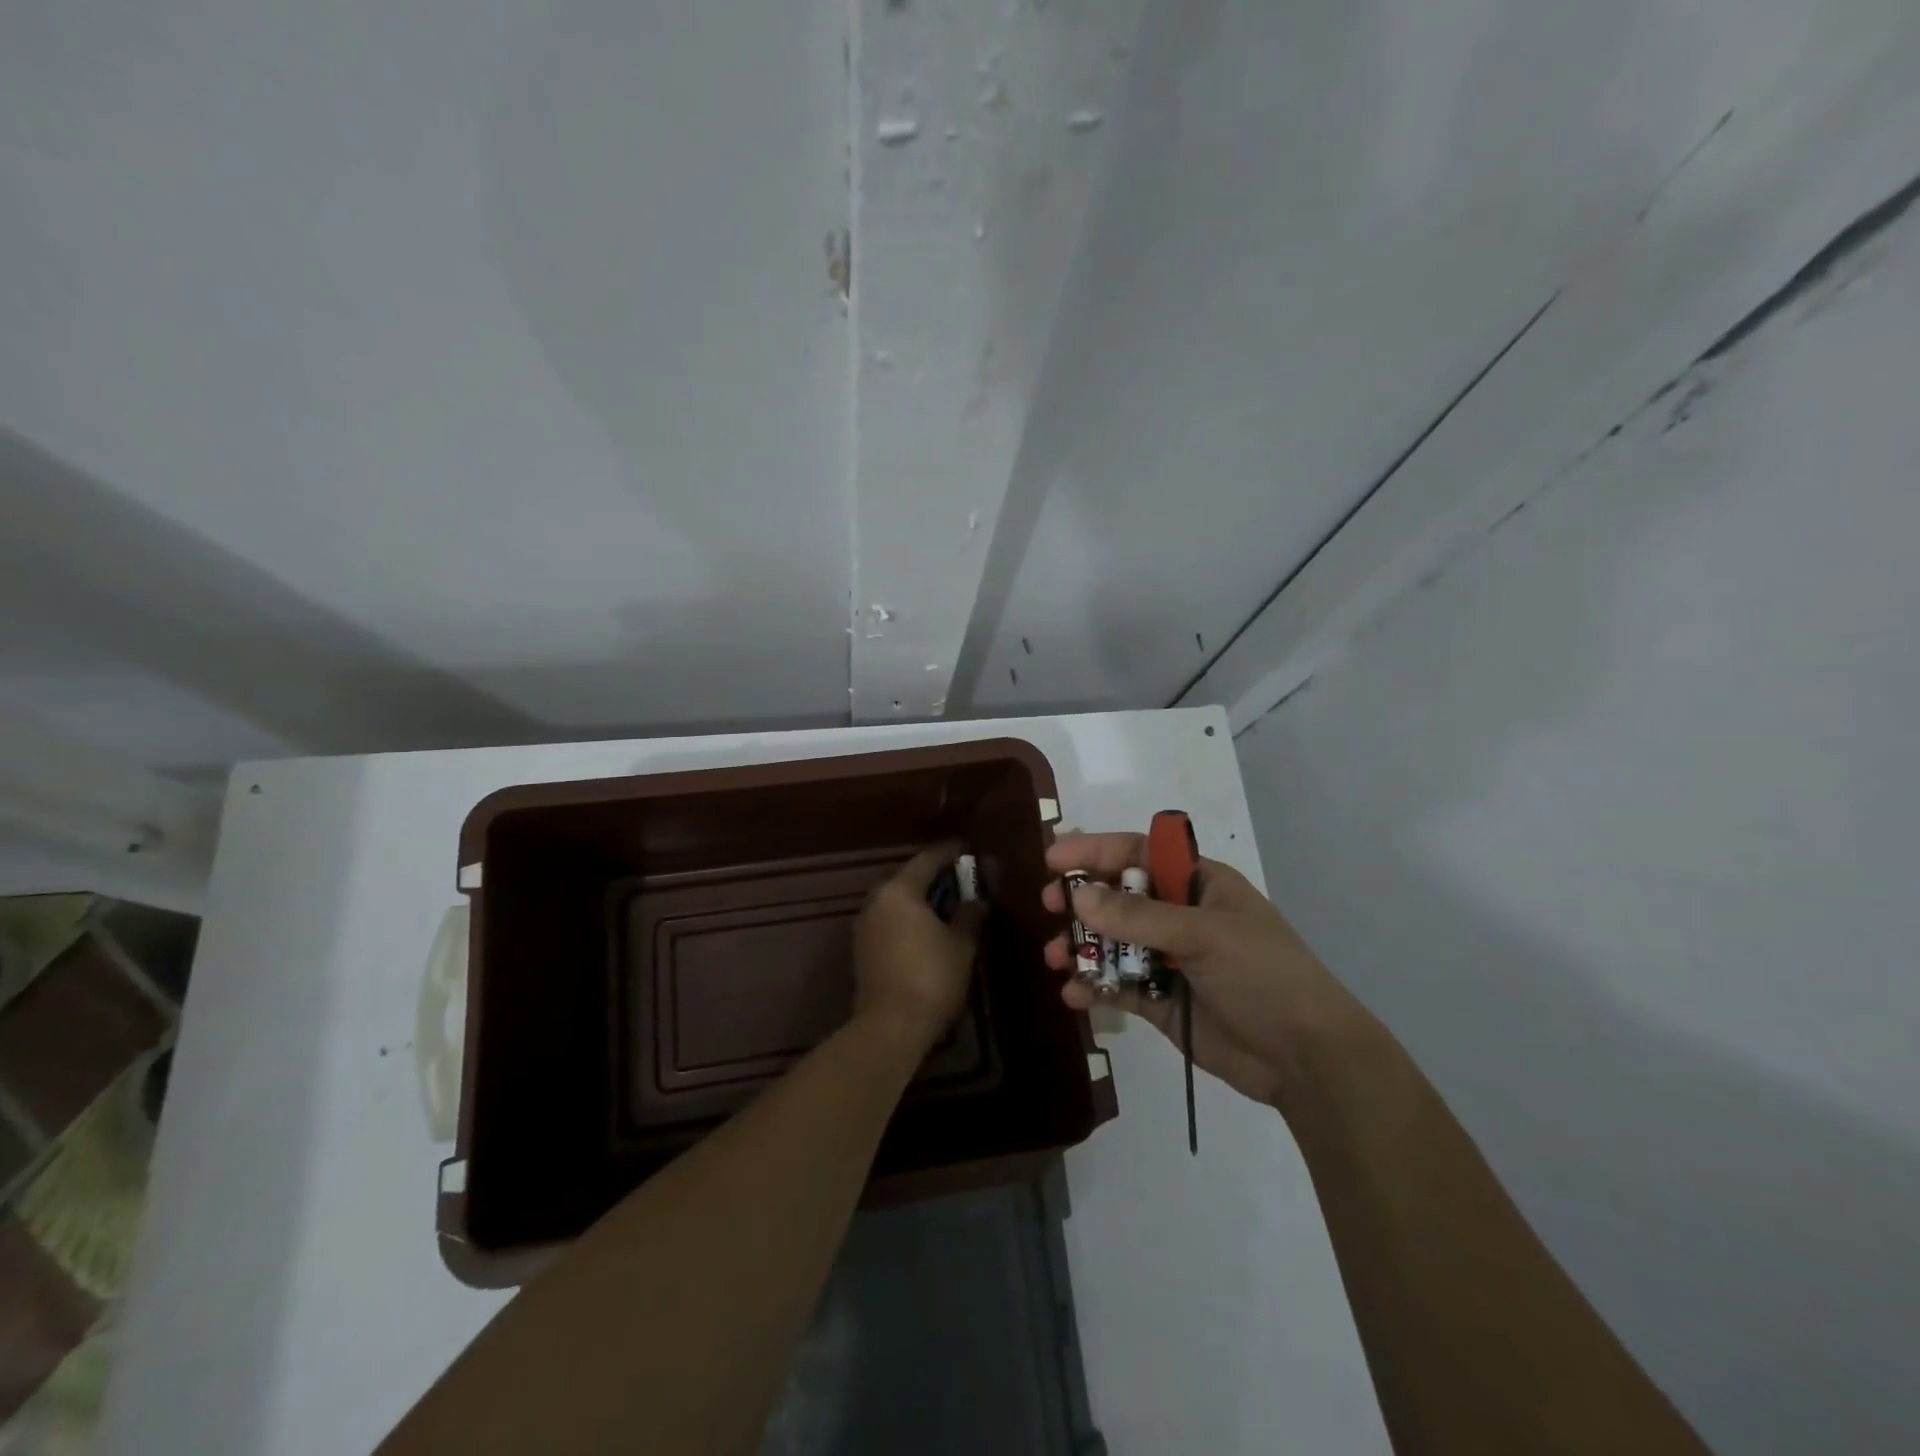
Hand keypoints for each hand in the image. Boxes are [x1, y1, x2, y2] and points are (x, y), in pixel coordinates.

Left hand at [853, 842, 985, 1054]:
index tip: (966, 848)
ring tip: (947, 904)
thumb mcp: (961, 945)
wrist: (890, 1026)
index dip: (948, 853)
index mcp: (899, 891)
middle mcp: (876, 901)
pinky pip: (889, 921)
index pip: (927, 860)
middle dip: (933, 877)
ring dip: (920, 900)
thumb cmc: (931, 977)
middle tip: (960, 878)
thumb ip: (969, 916)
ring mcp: (865, 926)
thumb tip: (976, 900)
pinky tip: (928, 930)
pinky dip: (908, 919)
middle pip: (907, 879)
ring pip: (897, 901)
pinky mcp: (862, 950)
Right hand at [1042, 831, 1363, 1108]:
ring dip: (1082, 947)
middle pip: (1118, 897)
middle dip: (1082, 900)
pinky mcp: (1163, 1002)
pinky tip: (1075, 994)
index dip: (1095, 851)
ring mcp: (1170, 959)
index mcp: (1198, 884)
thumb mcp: (1203, 935)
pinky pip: (1119, 986)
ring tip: (1056, 957)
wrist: (1306, 1059)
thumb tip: (1077, 895)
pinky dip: (1094, 987)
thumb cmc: (1263, 975)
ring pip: (1112, 943)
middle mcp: (1180, 916)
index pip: (1138, 854)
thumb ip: (1138, 917)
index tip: (1053, 860)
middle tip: (1050, 906)